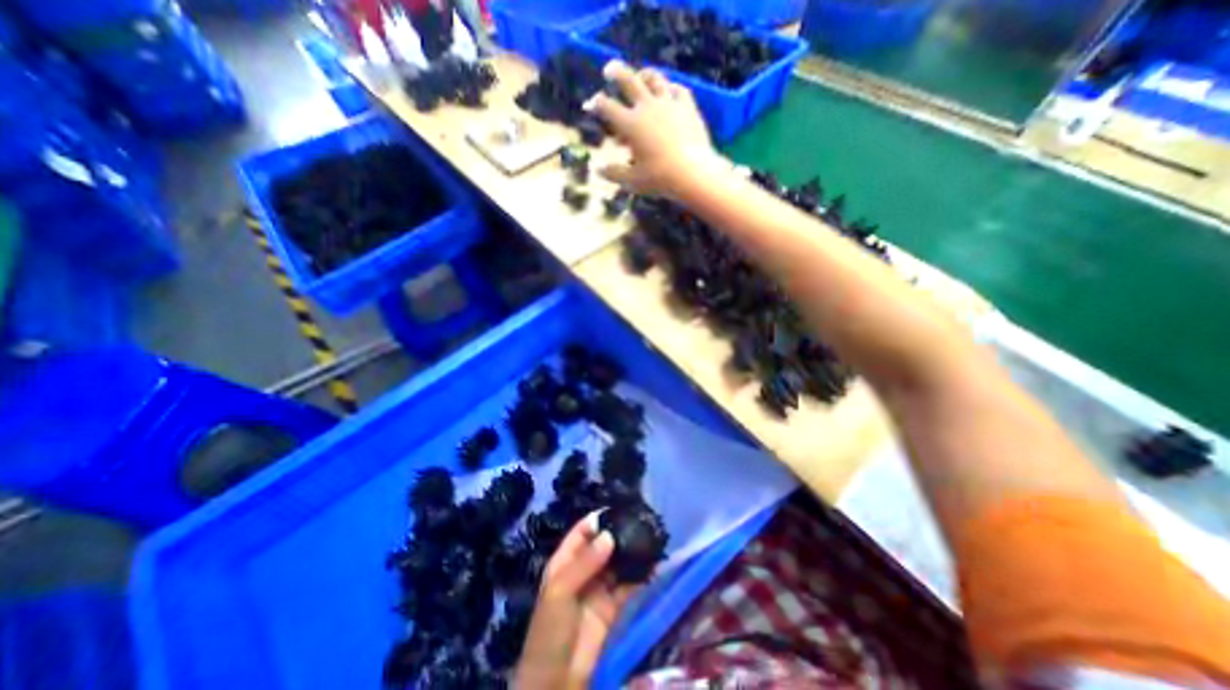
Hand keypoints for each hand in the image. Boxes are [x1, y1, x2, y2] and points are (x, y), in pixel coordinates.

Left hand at [516, 513, 637, 689]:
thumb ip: (584, 563)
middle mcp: (583, 572)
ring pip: (618, 564)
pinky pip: (628, 586)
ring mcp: (599, 590)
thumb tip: (609, 535)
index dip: (597, 520)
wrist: (557, 685)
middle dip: (619, 534)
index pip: (581, 533)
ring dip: (632, 553)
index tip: (618, 509)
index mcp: (564, 563)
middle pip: (603, 546)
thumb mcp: (560, 593)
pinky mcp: (614, 608)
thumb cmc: (550, 632)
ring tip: (651, 538)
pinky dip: (640, 576)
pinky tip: (654, 565)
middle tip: (640, 521)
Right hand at [583, 59, 721, 195]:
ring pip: (654, 79)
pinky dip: (670, 88)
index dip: (596, 104)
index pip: (607, 107)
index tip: (589, 104)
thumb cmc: (659, 179)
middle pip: (628, 80)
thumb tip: (598, 170)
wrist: (693, 173)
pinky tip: (669, 91)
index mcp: (631, 124)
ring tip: (640, 75)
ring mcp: (669, 104)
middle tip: (608, 70)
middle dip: (615, 72)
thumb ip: (614, 173)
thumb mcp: (632, 181)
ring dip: (644, 74)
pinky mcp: (688, 107)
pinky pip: (678, 90)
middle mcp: (647, 107)